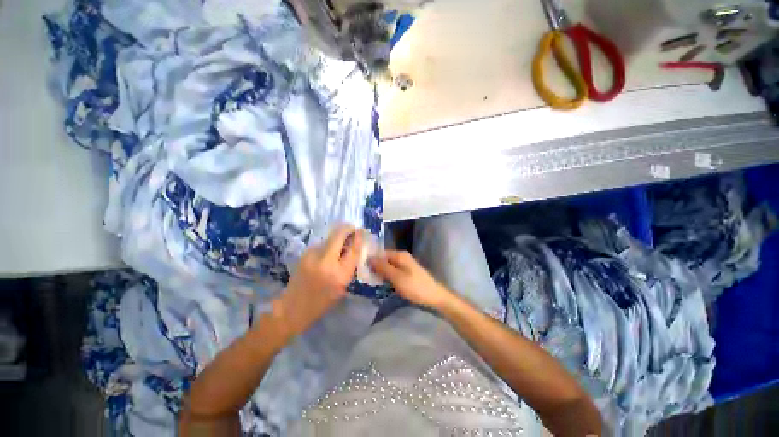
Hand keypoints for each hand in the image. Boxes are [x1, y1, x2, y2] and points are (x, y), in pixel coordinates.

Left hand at [276, 226, 362, 335]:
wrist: (292, 308)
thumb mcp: (342, 287)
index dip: (359, 237)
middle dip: (347, 228)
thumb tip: (354, 247)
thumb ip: (349, 266)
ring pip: (329, 238)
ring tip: (338, 247)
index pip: (354, 249)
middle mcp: (326, 262)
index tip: (362, 231)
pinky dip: (326, 246)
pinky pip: (320, 244)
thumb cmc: (322, 302)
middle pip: (339, 234)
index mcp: (340, 275)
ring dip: (336, 239)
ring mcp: (312, 256)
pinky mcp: (304, 254)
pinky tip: (325, 254)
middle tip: (352, 229)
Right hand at [369, 250, 453, 308]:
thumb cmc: (415, 286)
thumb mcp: (397, 277)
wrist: (434, 296)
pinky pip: (393, 272)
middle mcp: (401, 257)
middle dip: (374, 267)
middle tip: (363, 277)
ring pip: (388, 267)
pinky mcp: (406, 273)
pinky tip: (381, 284)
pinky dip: (387, 277)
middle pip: (384, 260)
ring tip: (369, 281)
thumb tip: (369, 258)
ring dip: (380, 273)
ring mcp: (404, 265)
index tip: (360, 269)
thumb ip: (383, 267)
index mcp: (399, 255)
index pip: (380, 253)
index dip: (371, 260)